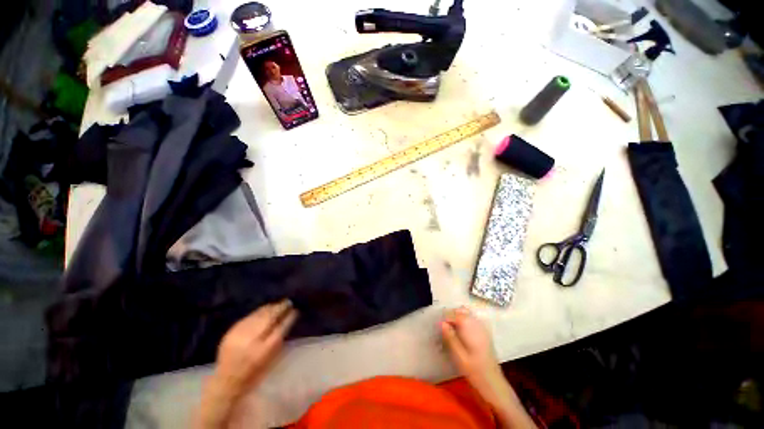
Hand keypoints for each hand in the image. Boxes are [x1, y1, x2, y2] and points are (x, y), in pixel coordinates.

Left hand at [196, 301, 296, 428]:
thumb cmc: (253, 374)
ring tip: (278, 304)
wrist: (225, 382)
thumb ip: (278, 340)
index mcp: (263, 350)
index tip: (296, 310)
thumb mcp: (270, 360)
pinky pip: (248, 317)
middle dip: (280, 308)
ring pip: (258, 315)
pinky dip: (258, 312)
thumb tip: (287, 321)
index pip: (280, 328)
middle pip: (269, 318)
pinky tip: (264, 309)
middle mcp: (251, 340)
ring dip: (270, 308)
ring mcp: (239, 335)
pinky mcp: (230, 332)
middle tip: (289, 302)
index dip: (289, 317)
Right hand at [441, 307, 536, 427]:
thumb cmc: (474, 370)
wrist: (494, 382)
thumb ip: (450, 337)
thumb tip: (441, 323)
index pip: (453, 314)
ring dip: (457, 318)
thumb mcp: (458, 356)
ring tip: (451, 331)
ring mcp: (482, 327)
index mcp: (469, 327)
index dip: (444, 319)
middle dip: (451, 316)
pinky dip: (464, 321)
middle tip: (444, 330)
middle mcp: (476, 323)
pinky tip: (461, 333)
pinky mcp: (484, 332)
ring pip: (466, 313)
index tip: (439, 329)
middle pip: (460, 311)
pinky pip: (471, 319)